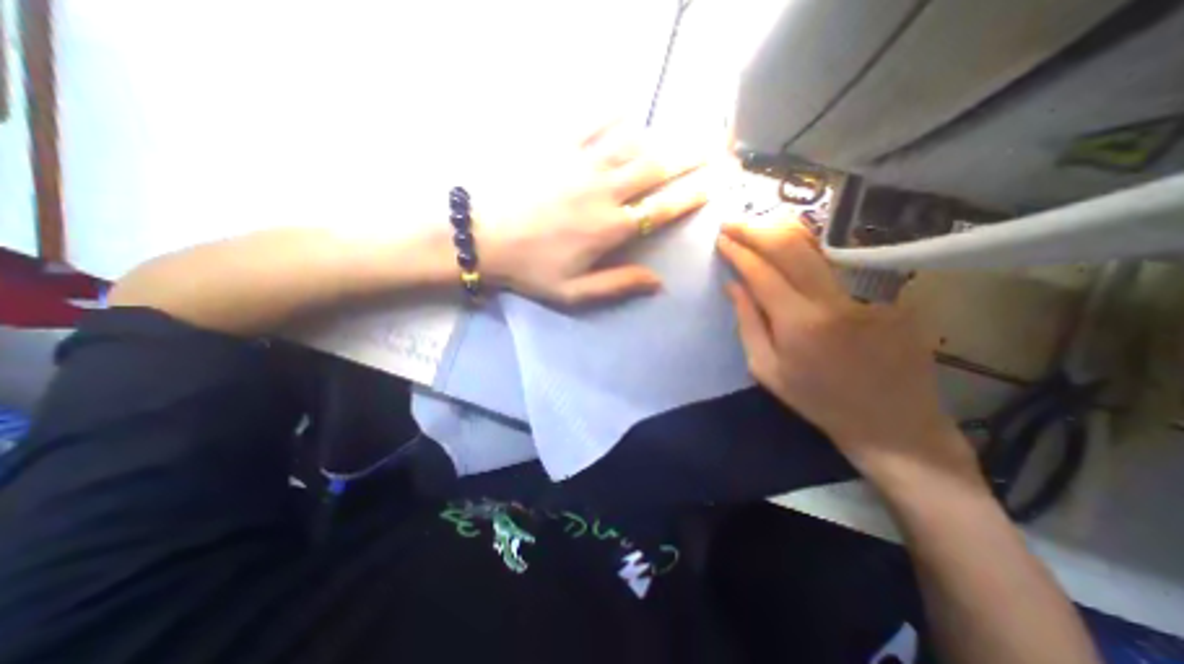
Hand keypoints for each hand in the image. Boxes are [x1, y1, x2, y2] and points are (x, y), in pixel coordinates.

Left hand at [478, 122, 710, 304]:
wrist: (482, 236)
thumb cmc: (529, 268)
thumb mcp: (574, 292)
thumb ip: (618, 285)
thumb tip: (658, 283)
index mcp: (610, 228)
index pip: (663, 207)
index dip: (692, 194)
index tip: (716, 183)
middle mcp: (604, 191)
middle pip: (657, 167)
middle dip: (691, 156)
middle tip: (716, 147)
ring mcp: (581, 164)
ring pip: (633, 142)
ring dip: (660, 137)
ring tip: (679, 134)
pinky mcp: (558, 148)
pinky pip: (594, 122)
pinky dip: (615, 114)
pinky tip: (627, 110)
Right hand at [715, 215, 976, 490]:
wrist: (892, 424)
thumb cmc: (818, 401)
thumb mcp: (767, 370)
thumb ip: (747, 324)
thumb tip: (733, 286)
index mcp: (799, 323)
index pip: (762, 273)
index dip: (739, 252)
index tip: (722, 239)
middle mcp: (834, 300)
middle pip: (791, 248)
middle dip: (757, 229)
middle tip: (734, 221)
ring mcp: (867, 295)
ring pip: (819, 251)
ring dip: (785, 233)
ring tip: (761, 224)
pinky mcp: (890, 296)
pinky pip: (839, 271)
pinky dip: (813, 259)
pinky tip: (800, 256)